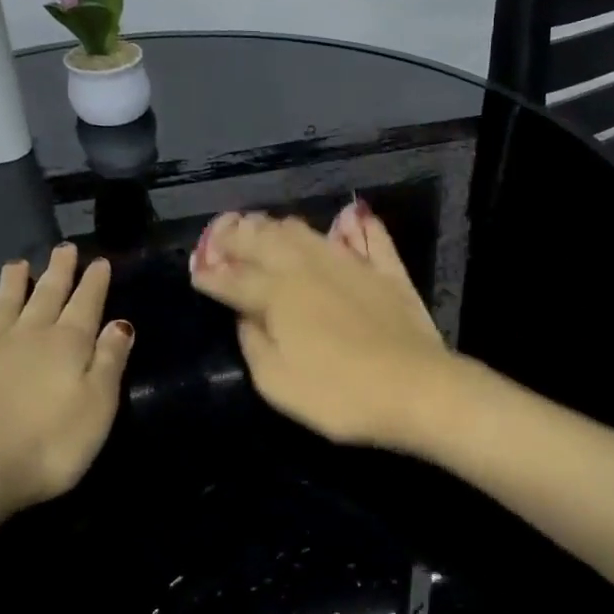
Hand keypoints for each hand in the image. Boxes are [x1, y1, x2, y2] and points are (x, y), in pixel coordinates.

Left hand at [0, 243, 134, 517]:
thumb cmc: (47, 445)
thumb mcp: (98, 406)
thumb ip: (110, 362)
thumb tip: (121, 323)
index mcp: (68, 345)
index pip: (86, 305)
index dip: (94, 283)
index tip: (99, 261)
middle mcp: (27, 336)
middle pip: (46, 297)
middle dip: (58, 272)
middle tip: (63, 249)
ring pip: (2, 307)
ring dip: (12, 285)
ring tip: (17, 264)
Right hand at [189, 200, 454, 448]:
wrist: (416, 389)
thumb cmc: (339, 395)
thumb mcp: (277, 383)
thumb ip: (254, 342)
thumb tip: (244, 315)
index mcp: (277, 294)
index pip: (234, 277)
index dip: (211, 273)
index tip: (197, 270)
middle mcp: (309, 267)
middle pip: (265, 240)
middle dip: (237, 236)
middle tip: (222, 235)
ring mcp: (351, 264)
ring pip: (307, 232)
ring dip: (279, 227)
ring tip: (264, 226)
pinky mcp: (386, 271)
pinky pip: (370, 238)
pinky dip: (356, 226)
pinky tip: (350, 218)